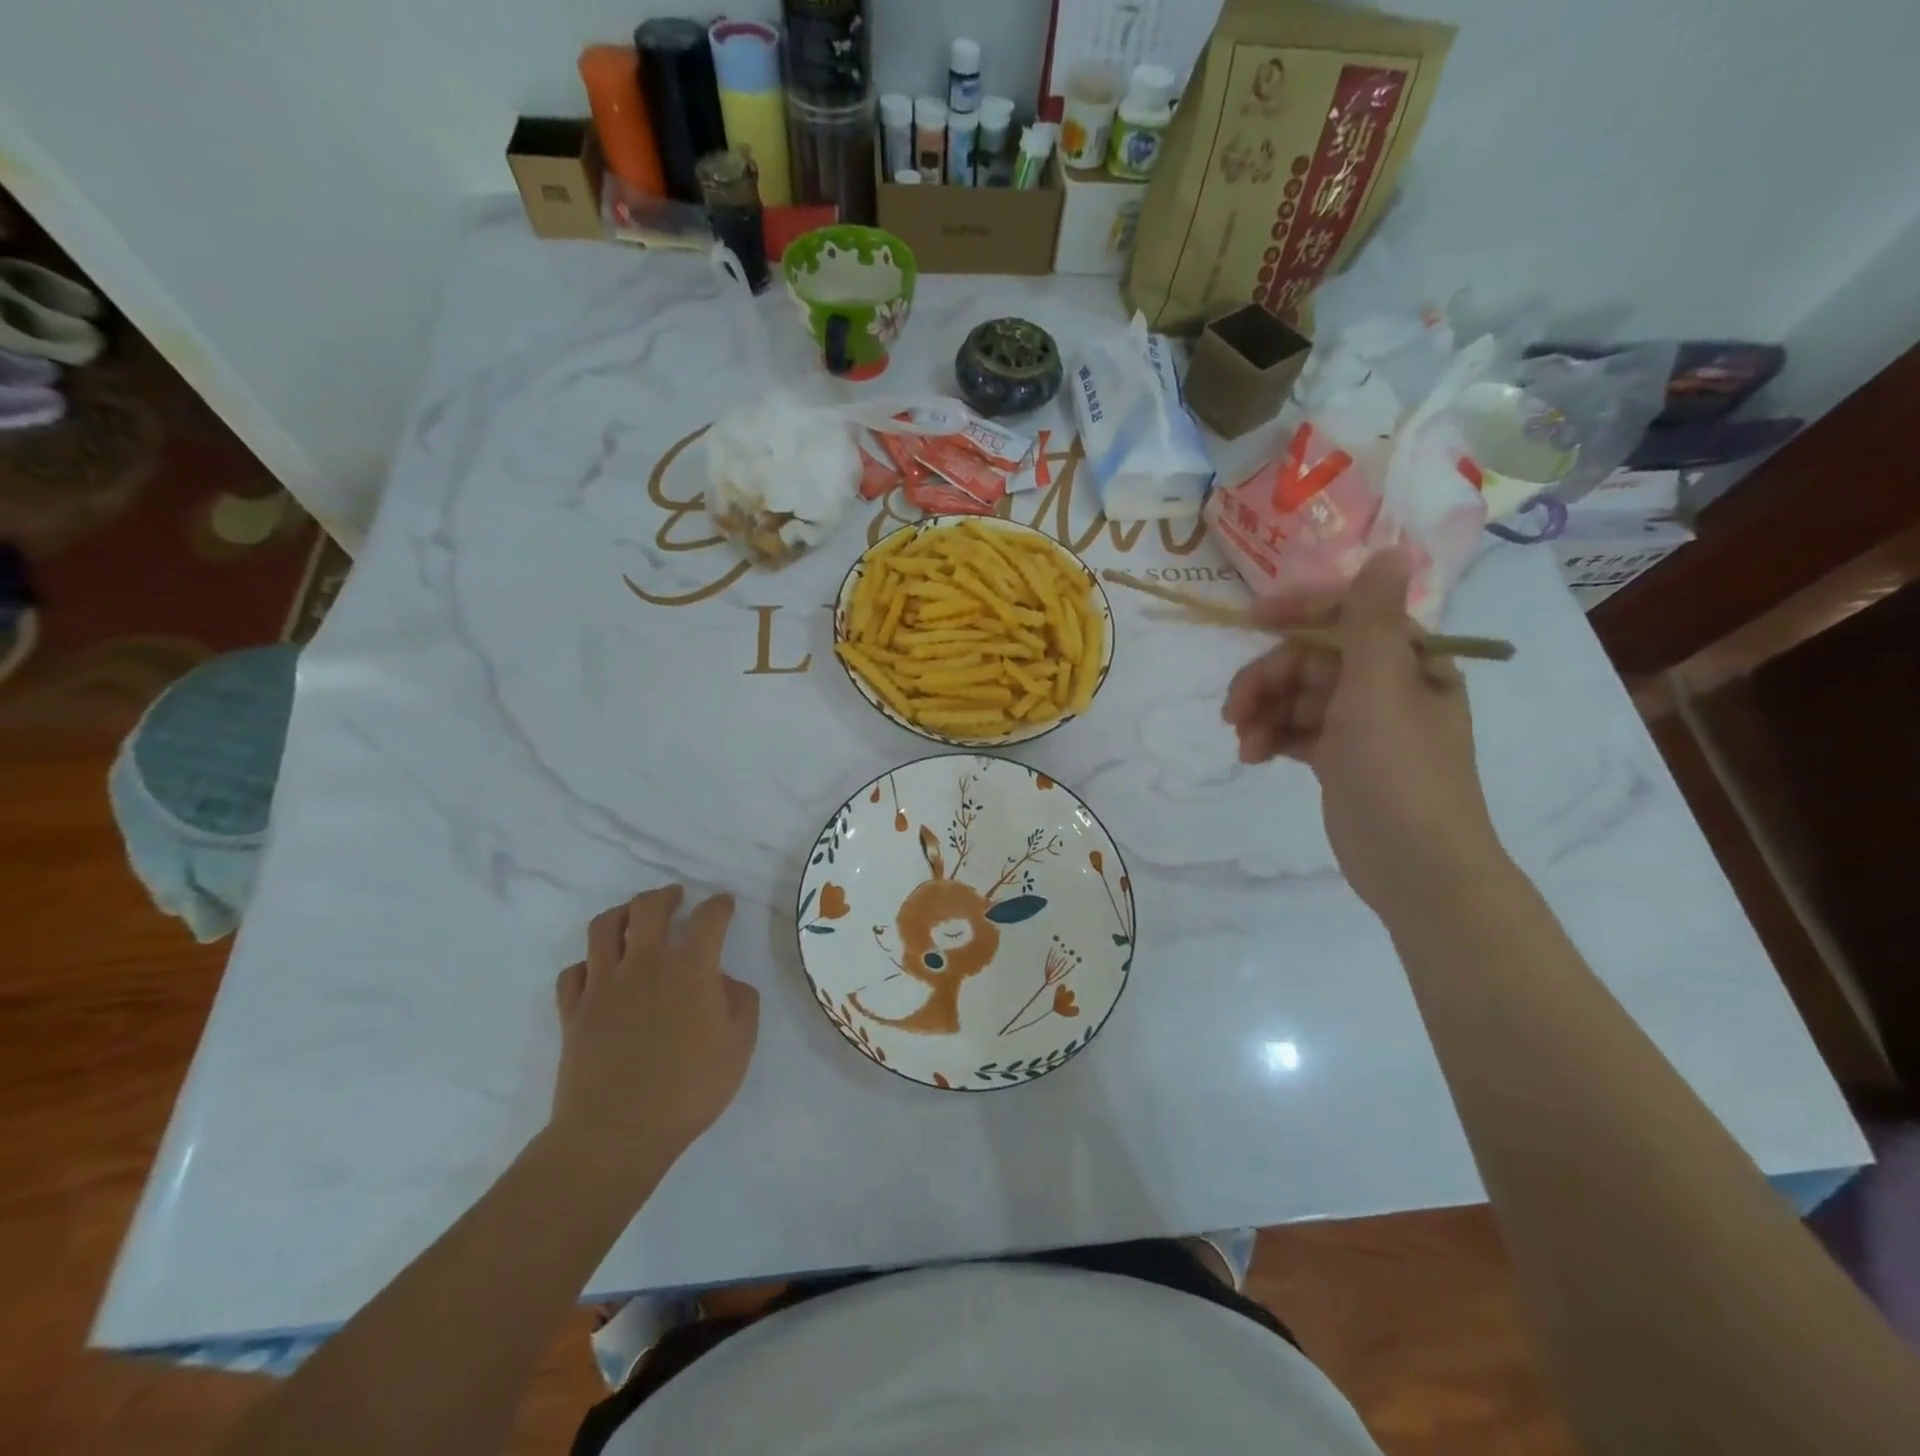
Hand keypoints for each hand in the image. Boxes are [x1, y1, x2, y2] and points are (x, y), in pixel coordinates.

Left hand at [549, 886, 759, 1186]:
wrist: (616, 1133)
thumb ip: (741, 1002)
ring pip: (604, 927)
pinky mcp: (573, 1011)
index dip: (719, 905)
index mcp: (690, 967)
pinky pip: (573, 971)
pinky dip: (588, 963)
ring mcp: (602, 984)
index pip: (708, 919)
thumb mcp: (739, 1045)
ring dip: (622, 914)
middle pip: (648, 907)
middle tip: (676, 897)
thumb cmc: (689, 1088)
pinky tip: (599, 970)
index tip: (725, 903)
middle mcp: (644, 962)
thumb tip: (724, 981)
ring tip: (633, 917)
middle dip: (665, 895)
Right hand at [1222, 549, 1505, 916]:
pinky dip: (1272, 737)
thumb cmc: (1400, 775)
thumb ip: (1372, 623)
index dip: (1300, 611)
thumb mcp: (1381, 693)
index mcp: (1408, 662)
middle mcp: (1387, 685)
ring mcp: (1362, 724)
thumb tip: (1387, 551)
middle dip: (1269, 679)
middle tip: (1235, 709)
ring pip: (1297, 696)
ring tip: (1245, 744)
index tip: (1251, 619)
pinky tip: (1255, 756)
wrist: (1416, 868)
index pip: (1348, 615)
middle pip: (1312, 660)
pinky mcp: (1340, 757)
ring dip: (1264, 712)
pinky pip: (1296, 729)